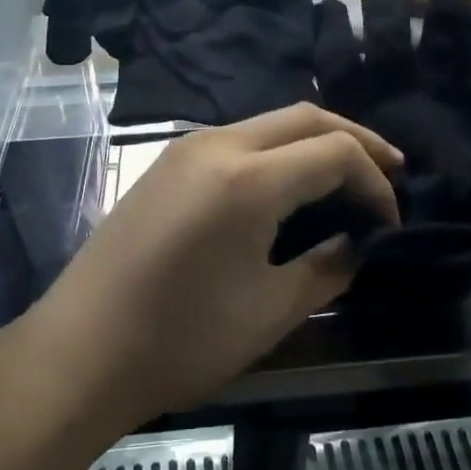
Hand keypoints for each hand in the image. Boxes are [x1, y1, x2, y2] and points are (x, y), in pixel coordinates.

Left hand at [31, 105, 402, 425]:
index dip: (375, 182)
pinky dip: (278, 151)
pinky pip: (238, 139)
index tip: (390, 222)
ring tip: (347, 176)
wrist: (80, 351)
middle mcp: (217, 145)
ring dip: (314, 140)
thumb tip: (357, 244)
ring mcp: (185, 150)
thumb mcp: (270, 311)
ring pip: (269, 122)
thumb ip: (326, 268)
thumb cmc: (181, 339)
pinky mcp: (166, 165)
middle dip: (355, 140)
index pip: (336, 152)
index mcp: (249, 178)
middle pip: (305, 117)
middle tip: (390, 172)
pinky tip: (289, 184)